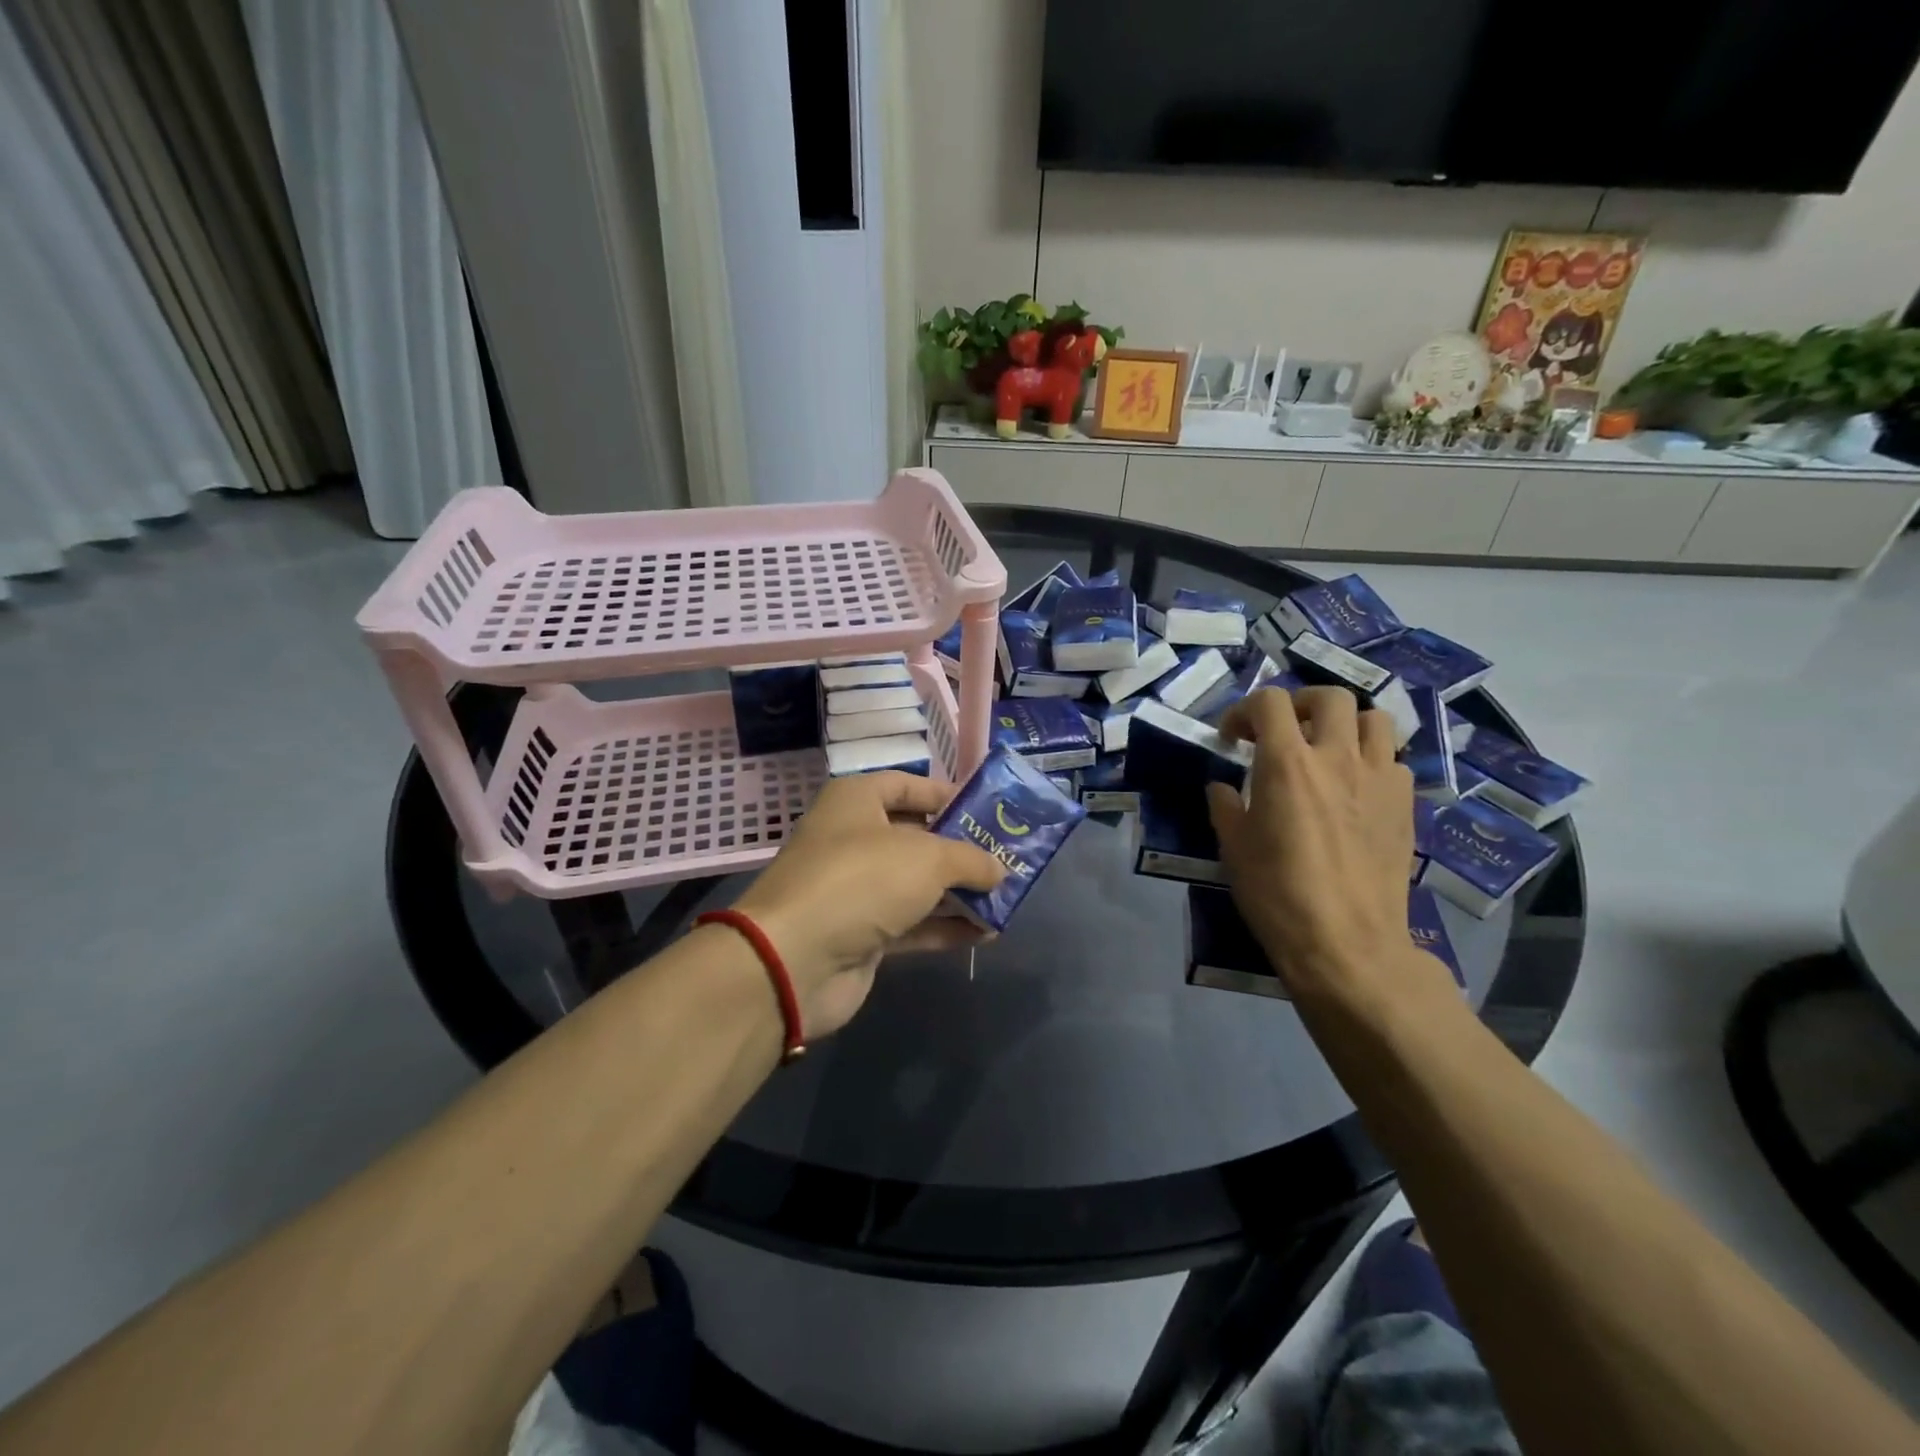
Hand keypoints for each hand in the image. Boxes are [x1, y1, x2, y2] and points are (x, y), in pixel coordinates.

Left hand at [731, 773, 1004, 1037]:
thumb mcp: (927, 857)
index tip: (989, 811)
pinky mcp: (861, 934)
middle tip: (1007, 857)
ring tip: (1006, 897)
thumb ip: (970, 859)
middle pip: (917, 837)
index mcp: (856, 802)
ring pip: (917, 884)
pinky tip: (986, 933)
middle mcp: (853, 839)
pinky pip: (912, 924)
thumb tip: (999, 869)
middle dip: (962, 849)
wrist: (795, 960)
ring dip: (959, 893)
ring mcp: (856, 889)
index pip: (908, 786)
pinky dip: (945, 926)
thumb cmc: (862, 880)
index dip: (948, 795)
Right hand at [1205, 688, 1425, 1003]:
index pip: (1270, 702)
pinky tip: (1355, 789)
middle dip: (1300, 704)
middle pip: (1331, 697)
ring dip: (1346, 725)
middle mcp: (1337, 758)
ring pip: (1375, 720)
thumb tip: (1223, 788)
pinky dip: (1372, 761)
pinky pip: (1394, 761)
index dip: (1244, 710)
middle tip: (1283, 732)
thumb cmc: (1277, 893)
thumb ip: (1225, 806)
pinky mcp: (1405, 805)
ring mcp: (1379, 779)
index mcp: (1287, 763)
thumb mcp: (1233, 848)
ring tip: (1327, 750)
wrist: (1346, 942)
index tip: (1231, 738)